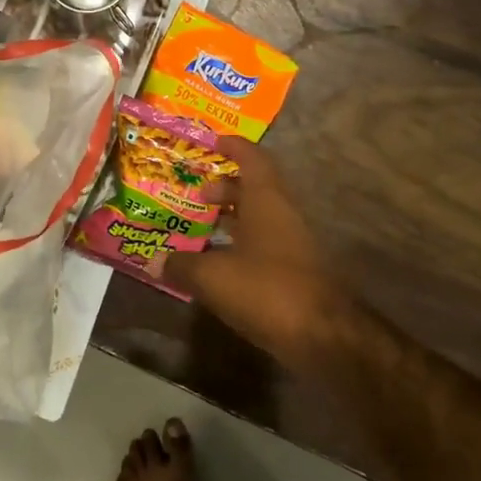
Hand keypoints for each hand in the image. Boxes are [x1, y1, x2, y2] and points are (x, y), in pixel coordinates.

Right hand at [165, 138, 354, 371]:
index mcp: (266, 200)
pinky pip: (263, 245)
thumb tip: (154, 261)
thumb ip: (181, 265)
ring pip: (259, 218)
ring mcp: (292, 244)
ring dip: (231, 218)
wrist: (325, 338)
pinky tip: (217, 263)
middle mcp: (282, 214)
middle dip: (224, 187)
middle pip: (254, 188)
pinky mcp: (295, 271)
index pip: (252, 158)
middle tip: (195, 194)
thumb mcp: (213, 277)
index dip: (232, 146)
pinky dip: (240, 245)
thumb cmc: (267, 289)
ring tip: (199, 228)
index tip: (210, 142)